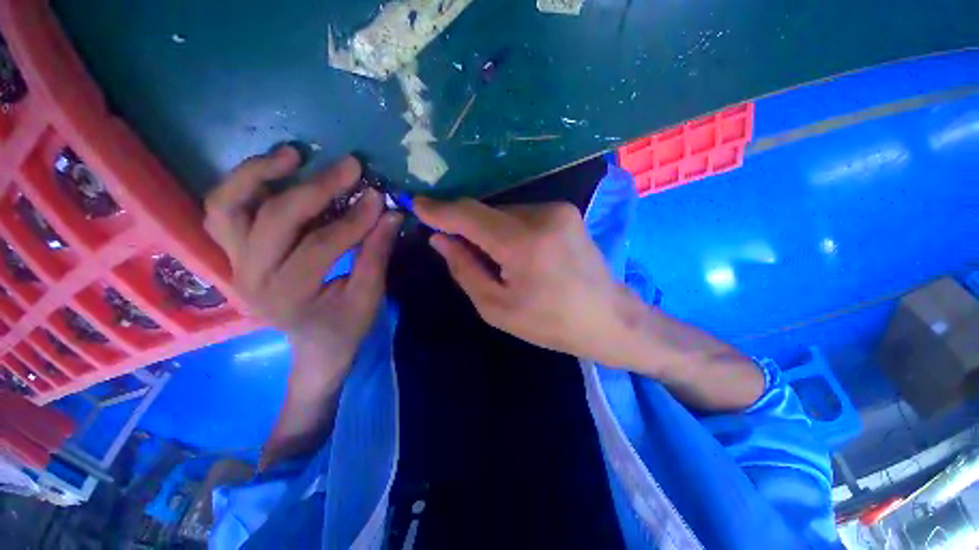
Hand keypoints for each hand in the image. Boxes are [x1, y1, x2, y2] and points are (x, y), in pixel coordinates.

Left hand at [204, 147, 401, 388]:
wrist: (315, 347)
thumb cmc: (345, 326)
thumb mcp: (369, 296)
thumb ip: (376, 253)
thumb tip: (390, 214)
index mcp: (288, 295)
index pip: (321, 245)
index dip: (354, 219)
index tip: (378, 196)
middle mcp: (251, 276)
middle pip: (275, 219)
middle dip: (316, 188)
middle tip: (350, 166)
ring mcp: (235, 263)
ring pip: (227, 207)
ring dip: (258, 174)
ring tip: (293, 155)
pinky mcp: (234, 254)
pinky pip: (224, 211)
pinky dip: (244, 186)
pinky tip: (273, 173)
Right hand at [416, 197, 764, 409]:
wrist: (609, 319)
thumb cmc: (551, 323)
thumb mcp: (497, 308)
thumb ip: (464, 268)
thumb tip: (440, 239)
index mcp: (523, 243)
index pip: (469, 214)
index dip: (440, 209)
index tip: (417, 205)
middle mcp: (542, 215)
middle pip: (486, 211)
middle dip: (465, 225)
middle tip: (456, 247)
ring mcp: (558, 209)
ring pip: (503, 212)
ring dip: (489, 229)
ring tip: (495, 259)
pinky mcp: (566, 211)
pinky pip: (521, 214)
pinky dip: (508, 228)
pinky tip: (515, 252)